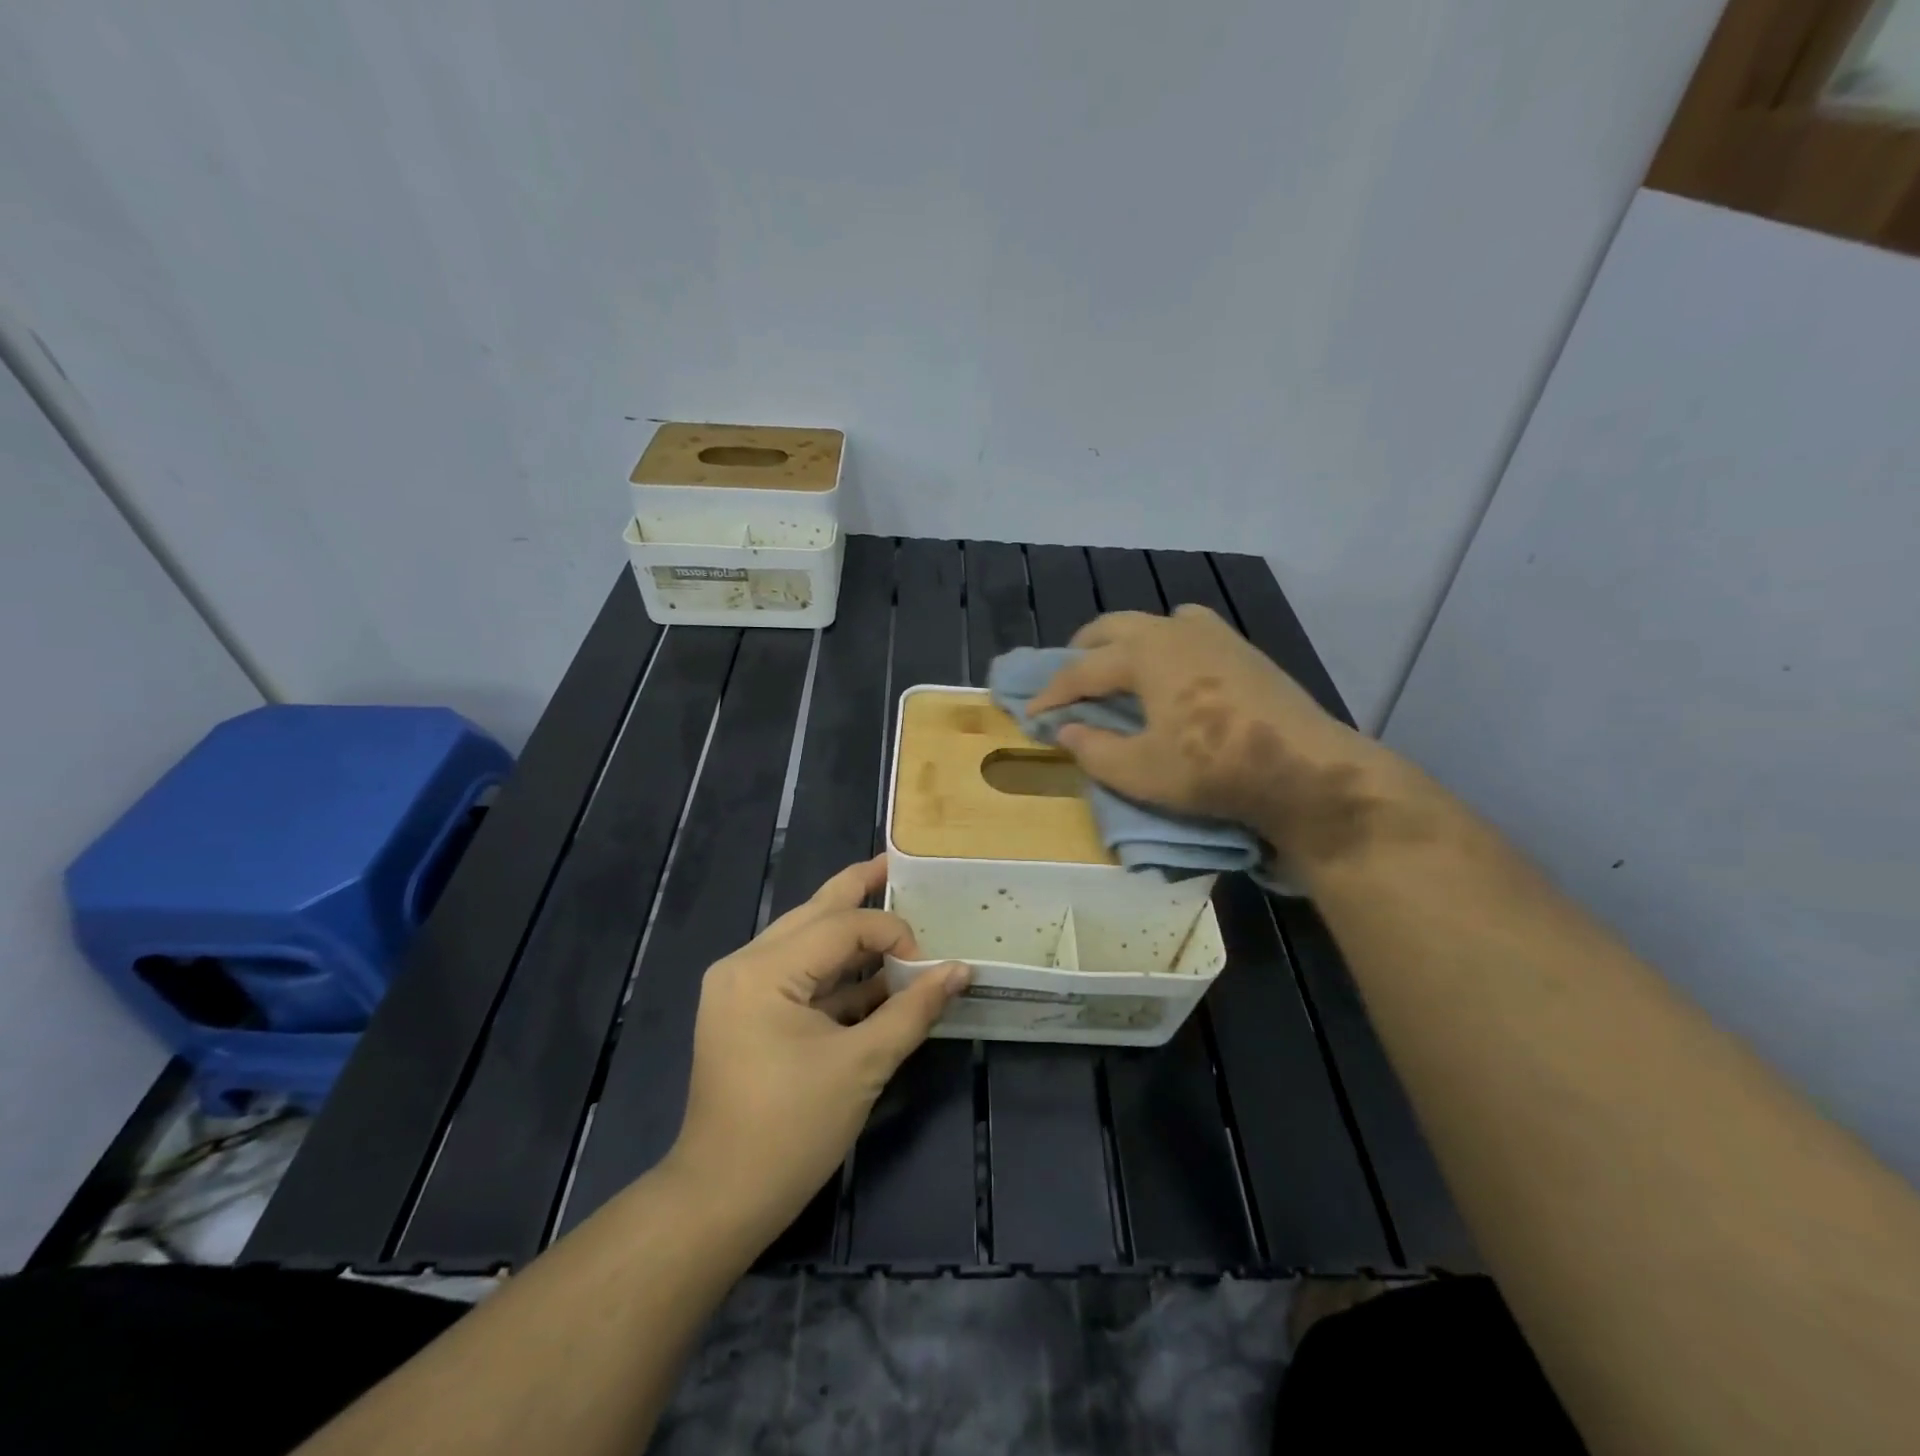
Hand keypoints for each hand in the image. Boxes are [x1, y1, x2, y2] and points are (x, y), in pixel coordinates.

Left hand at [663, 856, 968, 1246]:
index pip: (841, 925)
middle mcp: (745, 964)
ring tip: (894, 914)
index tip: (928, 963)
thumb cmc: (790, 1131)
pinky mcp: (748, 1011)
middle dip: (859, 890)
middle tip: (897, 866)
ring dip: (851, 935)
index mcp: (763, 970)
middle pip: (815, 913)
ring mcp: (741, 987)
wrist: (720, 1200)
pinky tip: (876, 974)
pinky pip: (800, 975)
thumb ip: (913, 1010)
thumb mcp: (861, 1065)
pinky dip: (837, 974)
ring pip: (806, 940)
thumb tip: (962, 971)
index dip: (891, 931)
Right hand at [1026, 605, 1400, 871]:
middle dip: (1081, 651)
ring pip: (1153, 621)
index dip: (1051, 694)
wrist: (1304, 768)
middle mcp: (1173, 631)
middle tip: (1066, 681)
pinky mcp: (1241, 648)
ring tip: (1116, 668)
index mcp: (1144, 654)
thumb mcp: (1140, 772)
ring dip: (1124, 640)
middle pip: (1112, 628)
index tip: (1030, 714)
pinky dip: (1165, 642)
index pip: (1081, 670)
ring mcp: (1213, 634)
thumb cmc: (1212, 768)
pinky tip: (1173, 670)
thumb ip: (1093, 750)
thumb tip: (1066, 732)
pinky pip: (1189, 629)